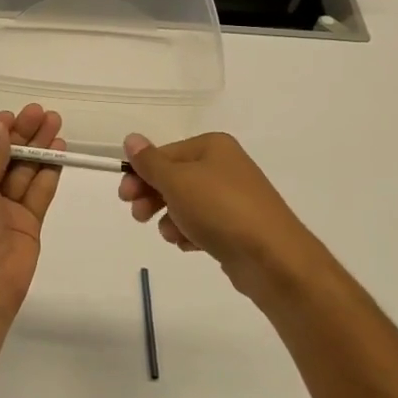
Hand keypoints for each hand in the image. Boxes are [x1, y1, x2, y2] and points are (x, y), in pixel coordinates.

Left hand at [0, 105, 64, 318]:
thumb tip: (0, 129)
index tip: (12, 114)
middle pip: (1, 158)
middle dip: (21, 135)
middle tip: (41, 112)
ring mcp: (2, 211)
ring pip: (22, 172)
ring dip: (38, 148)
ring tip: (55, 122)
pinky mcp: (26, 224)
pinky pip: (37, 193)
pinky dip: (48, 172)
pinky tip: (59, 151)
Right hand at [117, 131, 334, 304]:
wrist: (273, 259)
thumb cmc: (220, 210)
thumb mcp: (176, 181)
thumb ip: (150, 161)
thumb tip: (131, 138)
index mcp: (212, 147)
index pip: (163, 155)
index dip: (140, 174)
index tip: (124, 197)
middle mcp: (224, 166)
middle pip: (173, 178)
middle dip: (152, 197)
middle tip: (138, 216)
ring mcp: (233, 197)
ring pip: (185, 203)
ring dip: (170, 218)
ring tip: (173, 234)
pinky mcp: (238, 226)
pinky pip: (202, 223)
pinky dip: (190, 233)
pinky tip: (190, 244)